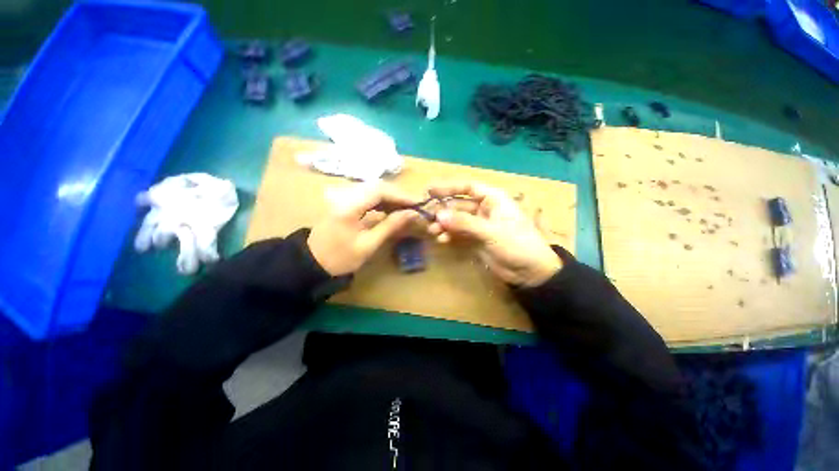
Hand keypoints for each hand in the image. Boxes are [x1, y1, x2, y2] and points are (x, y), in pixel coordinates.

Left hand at [308, 183, 420, 275]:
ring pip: (373, 190)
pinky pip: (368, 196)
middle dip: (398, 195)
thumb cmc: (340, 258)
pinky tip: (391, 209)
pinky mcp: (346, 202)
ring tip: (406, 209)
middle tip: (415, 206)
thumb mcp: (368, 245)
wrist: (313, 262)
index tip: (417, 203)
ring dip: (392, 198)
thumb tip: (412, 213)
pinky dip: (383, 201)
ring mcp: (345, 197)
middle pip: (377, 187)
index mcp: (349, 207)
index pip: (379, 191)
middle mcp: (346, 196)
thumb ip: (390, 226)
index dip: (400, 195)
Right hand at [427, 181, 562, 286]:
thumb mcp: (491, 232)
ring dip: (445, 225)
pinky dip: (450, 235)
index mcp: (493, 200)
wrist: (530, 273)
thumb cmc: (517, 245)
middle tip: (428, 218)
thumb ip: (464, 223)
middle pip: (459, 205)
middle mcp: (484, 210)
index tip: (430, 191)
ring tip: (433, 231)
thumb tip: (438, 215)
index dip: (449, 187)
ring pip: (457, 220)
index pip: (468, 187)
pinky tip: (442, 240)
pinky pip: (459, 234)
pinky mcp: (475, 240)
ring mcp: (479, 226)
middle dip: (444, 211)